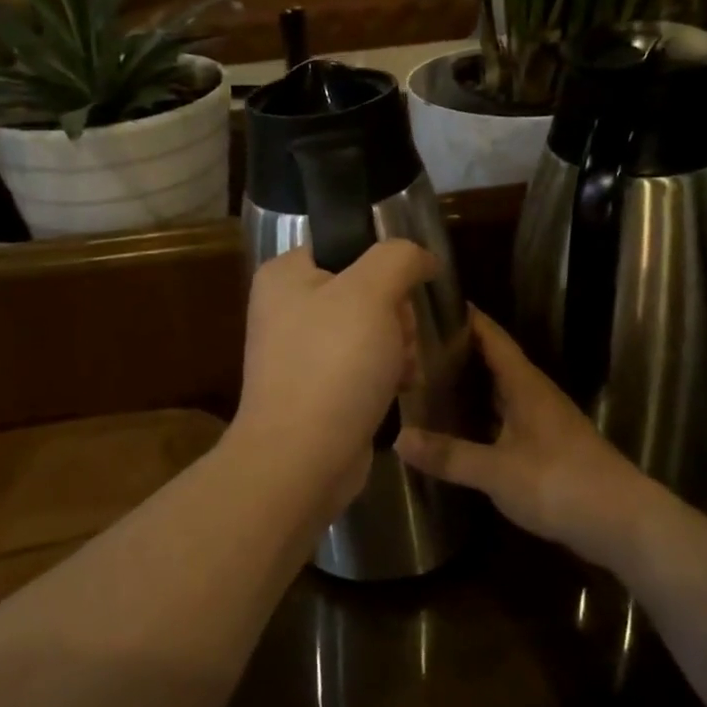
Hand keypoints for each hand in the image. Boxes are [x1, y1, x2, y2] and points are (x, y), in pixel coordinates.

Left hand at [230, 242, 439, 510]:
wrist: (302, 460)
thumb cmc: (333, 365)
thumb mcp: (371, 293)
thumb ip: (399, 257)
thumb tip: (420, 256)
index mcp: (286, 274)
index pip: (348, 245)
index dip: (384, 266)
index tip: (401, 293)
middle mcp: (288, 307)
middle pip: (366, 289)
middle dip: (396, 315)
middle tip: (396, 339)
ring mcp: (302, 350)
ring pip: (372, 328)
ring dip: (398, 346)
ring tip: (400, 370)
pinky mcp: (318, 387)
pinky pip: (364, 364)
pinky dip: (386, 373)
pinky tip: (399, 388)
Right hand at [397, 309, 656, 570]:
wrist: (624, 523)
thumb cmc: (560, 483)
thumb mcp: (497, 471)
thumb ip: (449, 455)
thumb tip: (398, 438)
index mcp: (525, 385)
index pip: (493, 337)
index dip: (467, 318)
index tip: (433, 303)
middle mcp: (536, 394)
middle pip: (496, 361)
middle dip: (460, 351)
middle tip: (416, 346)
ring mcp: (546, 420)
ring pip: (502, 390)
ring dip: (472, 383)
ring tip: (431, 381)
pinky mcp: (549, 446)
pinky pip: (508, 416)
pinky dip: (484, 414)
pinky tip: (463, 427)